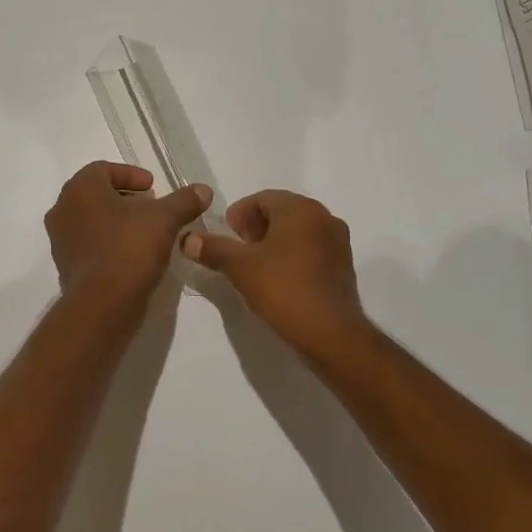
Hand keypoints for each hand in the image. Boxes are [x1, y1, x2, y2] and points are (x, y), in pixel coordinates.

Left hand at [45, 161, 212, 310]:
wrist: (103, 303)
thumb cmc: (129, 248)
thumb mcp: (165, 219)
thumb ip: (184, 201)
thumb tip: (203, 190)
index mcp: (80, 189)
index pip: (103, 169)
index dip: (131, 175)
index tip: (153, 187)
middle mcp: (63, 209)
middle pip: (96, 194)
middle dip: (125, 198)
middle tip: (151, 207)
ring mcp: (60, 240)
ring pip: (92, 220)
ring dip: (117, 221)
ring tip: (145, 232)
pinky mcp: (66, 266)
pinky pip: (89, 245)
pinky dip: (109, 243)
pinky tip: (132, 255)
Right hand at [181, 190, 368, 357]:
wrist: (329, 333)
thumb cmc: (283, 289)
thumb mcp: (240, 267)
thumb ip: (213, 248)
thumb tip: (187, 239)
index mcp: (301, 209)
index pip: (262, 198)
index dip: (239, 214)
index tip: (227, 235)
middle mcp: (324, 217)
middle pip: (282, 211)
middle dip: (256, 226)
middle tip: (238, 249)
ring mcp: (338, 241)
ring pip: (298, 230)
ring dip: (274, 241)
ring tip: (255, 266)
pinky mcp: (344, 264)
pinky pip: (312, 248)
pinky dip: (292, 255)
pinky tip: (279, 278)